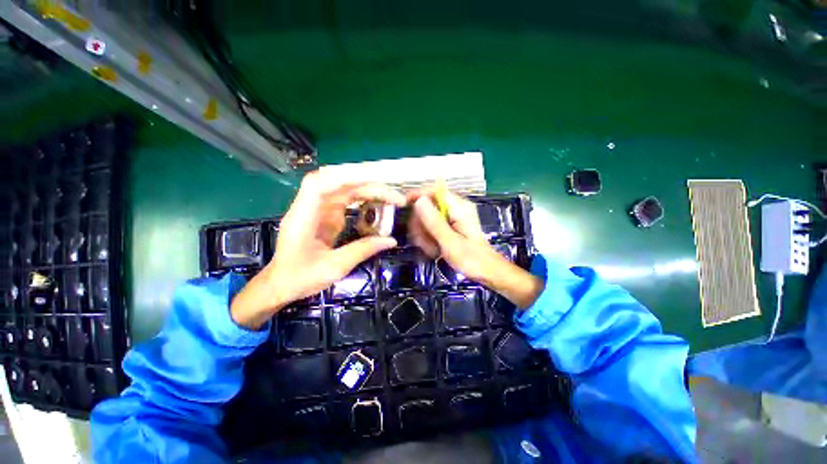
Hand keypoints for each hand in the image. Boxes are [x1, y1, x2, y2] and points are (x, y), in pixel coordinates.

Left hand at [231, 172, 404, 328]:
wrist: (281, 284)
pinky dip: (363, 199)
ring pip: (344, 189)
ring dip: (368, 190)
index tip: (374, 182)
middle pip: (338, 183)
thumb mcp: (334, 267)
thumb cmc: (301, 277)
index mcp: (303, 216)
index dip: (345, 177)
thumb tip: (391, 240)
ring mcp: (317, 209)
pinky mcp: (325, 215)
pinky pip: (345, 200)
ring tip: (391, 199)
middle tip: (394, 198)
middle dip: (368, 186)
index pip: (319, 184)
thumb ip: (363, 250)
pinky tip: (378, 204)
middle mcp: (309, 206)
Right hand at [407, 187, 543, 308]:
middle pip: (429, 204)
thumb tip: (419, 201)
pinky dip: (429, 236)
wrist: (487, 271)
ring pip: (428, 216)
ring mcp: (454, 216)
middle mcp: (456, 207)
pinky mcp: (451, 225)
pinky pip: (433, 225)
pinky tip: (433, 248)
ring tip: (429, 248)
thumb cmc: (472, 259)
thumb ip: (434, 222)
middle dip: (420, 222)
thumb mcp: (451, 243)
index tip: (403, 206)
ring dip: (424, 232)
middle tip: (421, 240)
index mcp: (460, 207)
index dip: (417, 195)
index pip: (435, 190)